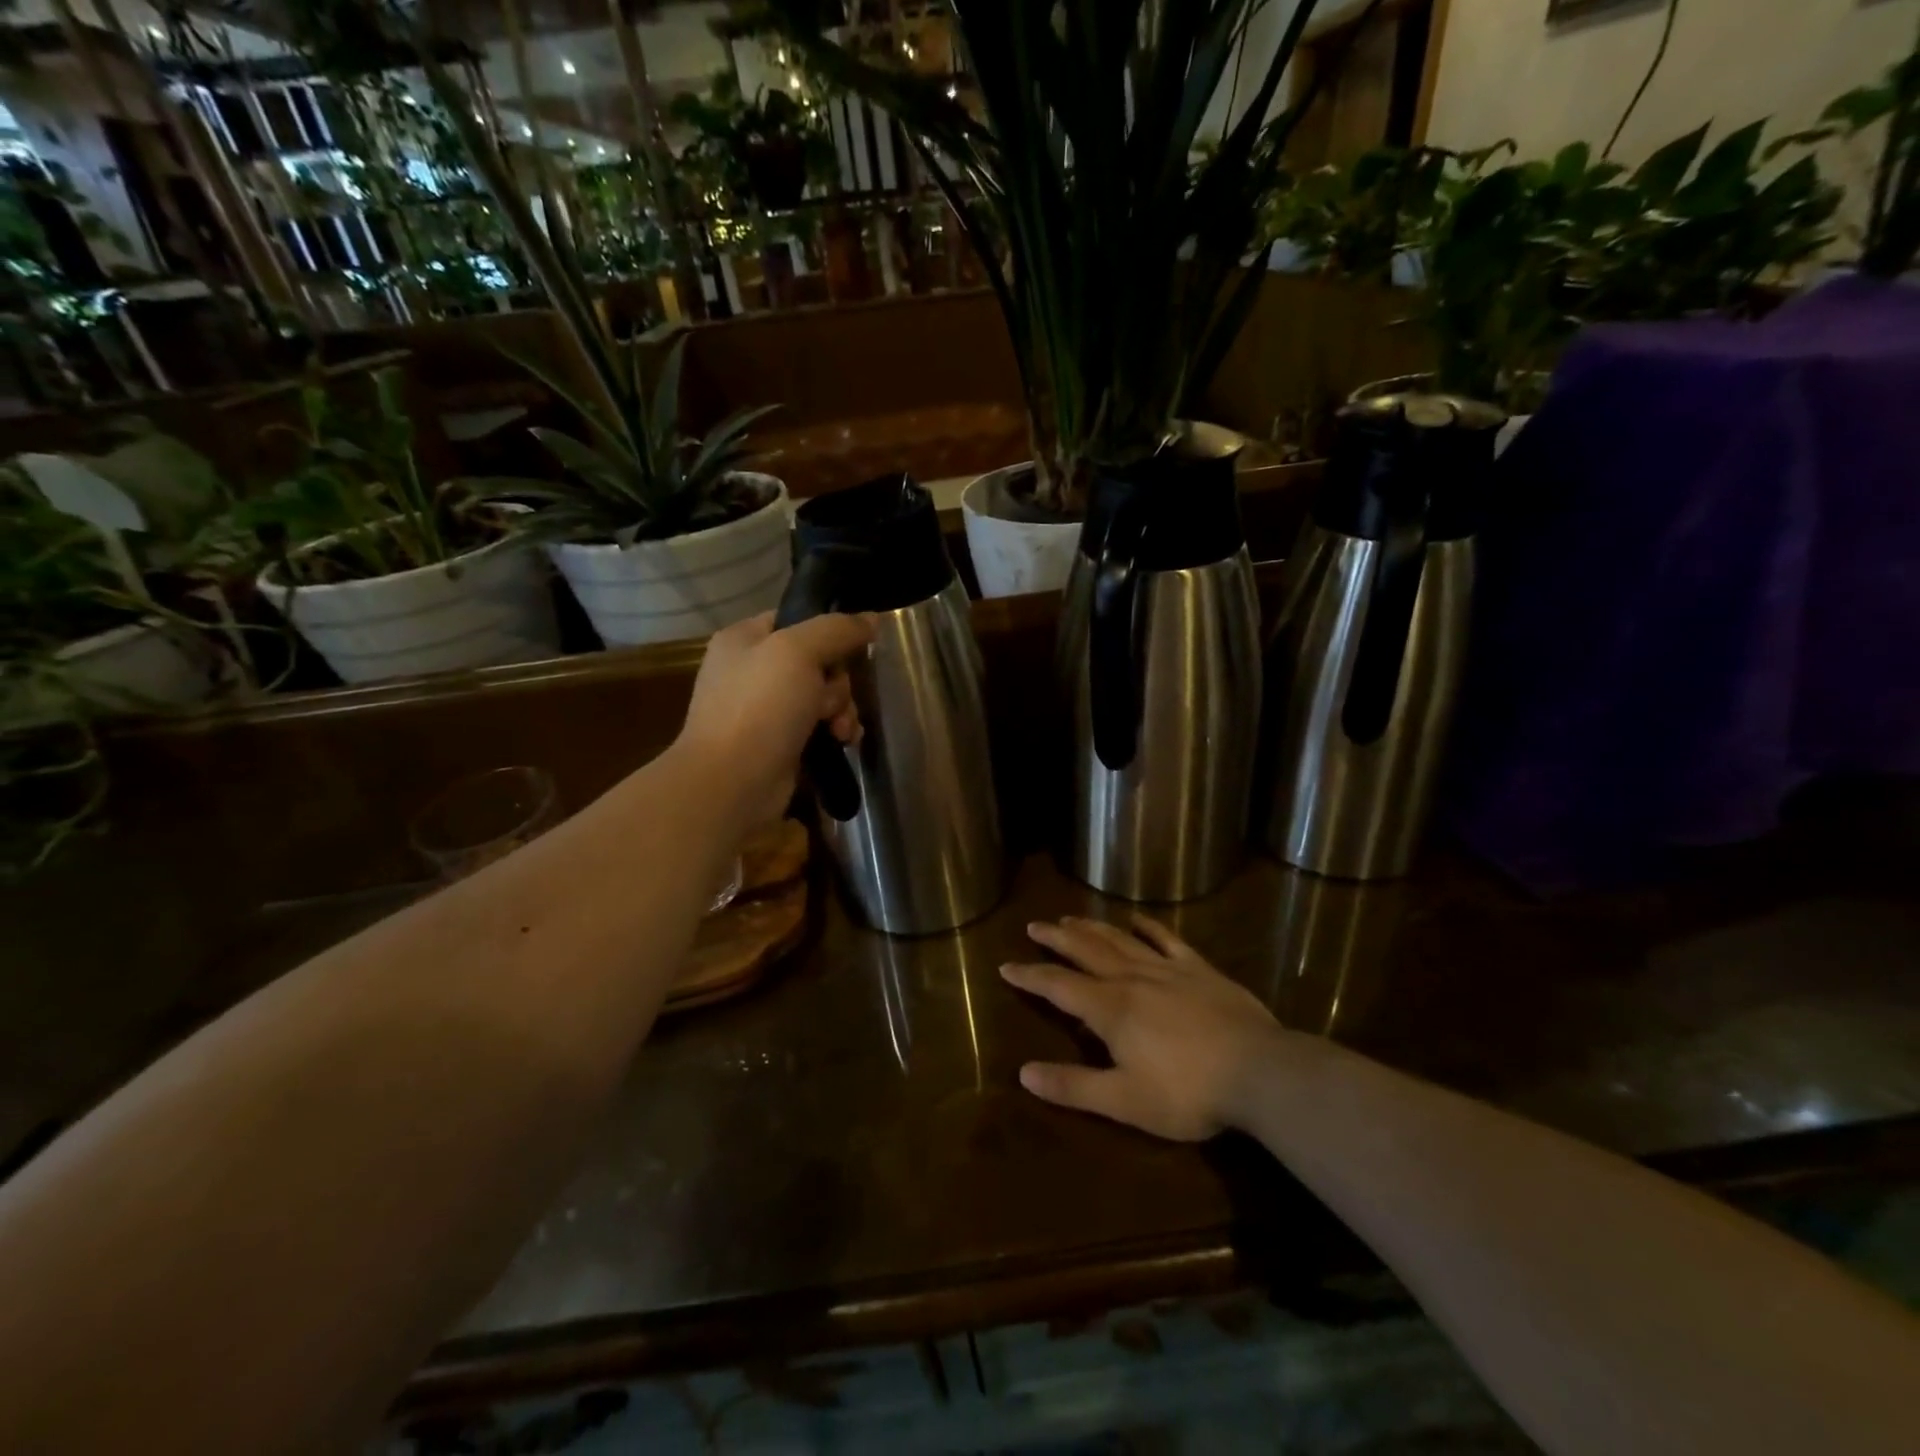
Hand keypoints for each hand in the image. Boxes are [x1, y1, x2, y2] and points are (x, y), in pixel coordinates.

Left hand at [677, 610, 875, 827]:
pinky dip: (835, 732)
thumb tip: (871, 618)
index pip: (798, 619)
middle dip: (838, 682)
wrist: (732, 783)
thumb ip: (837, 629)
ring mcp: (764, 710)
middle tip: (832, 701)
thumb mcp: (799, 652)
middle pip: (818, 660)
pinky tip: (844, 742)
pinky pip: (819, 726)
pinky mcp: (779, 743)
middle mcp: (752, 670)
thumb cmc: (761, 707)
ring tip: (841, 731)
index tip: (852, 650)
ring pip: (823, 695)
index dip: (829, 633)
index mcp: (745, 639)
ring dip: (841, 710)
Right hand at [1002, 916, 1284, 1140]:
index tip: (1006, 965)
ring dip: (1092, 927)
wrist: (1260, 1072)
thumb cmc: (1187, 1091)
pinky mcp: (1199, 969)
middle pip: (1085, 951)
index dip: (1030, 976)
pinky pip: (1167, 940)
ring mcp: (1167, 970)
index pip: (1058, 986)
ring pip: (1119, 940)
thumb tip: (1024, 1073)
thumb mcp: (1124, 1101)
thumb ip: (1073, 1086)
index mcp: (1109, 1009)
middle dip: (1057, 938)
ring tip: (1071, 917)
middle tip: (1035, 926)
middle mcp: (1131, 978)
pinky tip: (1136, 919)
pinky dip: (1148, 927)